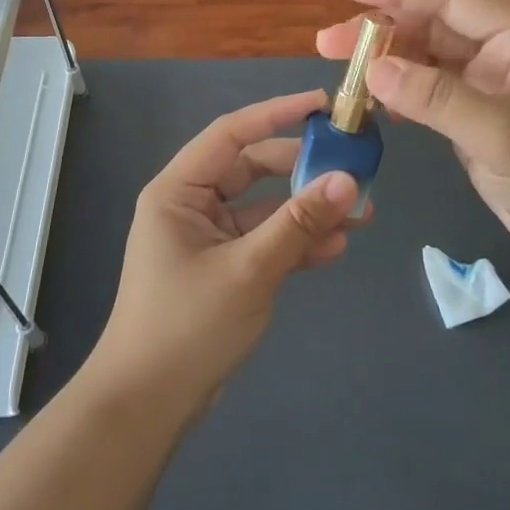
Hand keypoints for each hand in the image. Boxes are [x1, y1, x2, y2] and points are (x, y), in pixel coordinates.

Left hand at [86, 90, 364, 415]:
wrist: (148, 405)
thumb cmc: (187, 325)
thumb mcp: (249, 270)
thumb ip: (299, 224)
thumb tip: (349, 180)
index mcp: (179, 190)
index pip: (232, 133)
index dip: (278, 114)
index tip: (322, 104)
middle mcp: (191, 205)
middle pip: (253, 169)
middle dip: (303, 170)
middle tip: (354, 167)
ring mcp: (208, 238)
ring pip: (264, 209)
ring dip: (307, 211)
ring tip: (362, 213)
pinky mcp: (223, 268)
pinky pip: (264, 242)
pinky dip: (296, 243)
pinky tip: (336, 248)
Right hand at [317, 0, 509, 288]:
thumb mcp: (505, 135)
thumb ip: (439, 99)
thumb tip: (374, 70)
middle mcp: (501, 57)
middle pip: (431, 28)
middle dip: (380, 31)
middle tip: (326, 43)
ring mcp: (488, 92)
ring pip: (426, 63)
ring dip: (385, 65)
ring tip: (338, 74)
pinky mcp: (477, 126)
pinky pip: (429, 98)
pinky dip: (400, 97)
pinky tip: (373, 105)